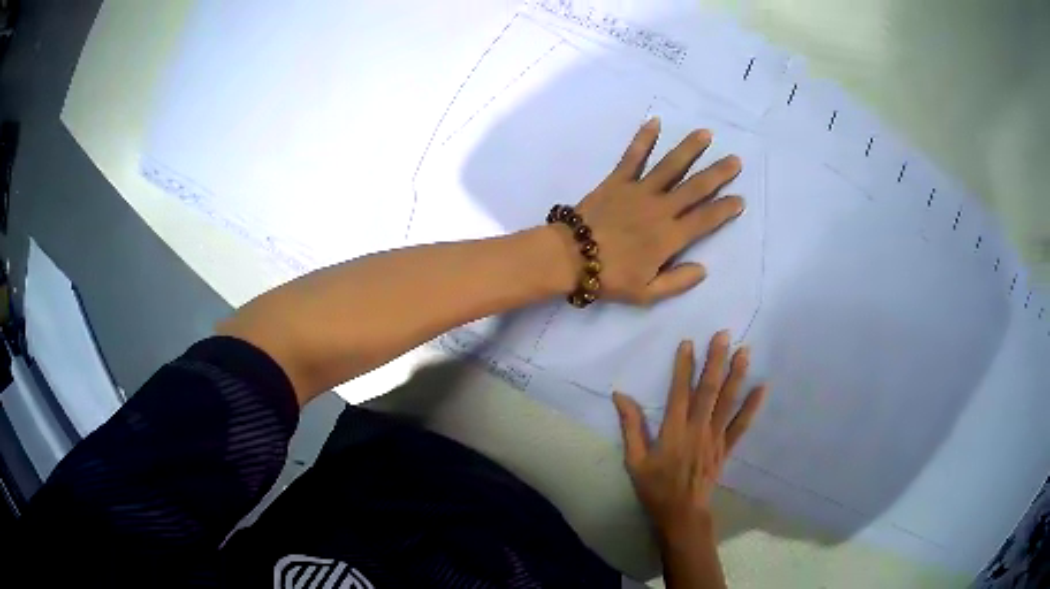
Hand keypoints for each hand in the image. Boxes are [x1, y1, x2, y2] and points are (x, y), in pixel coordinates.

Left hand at [557, 118, 744, 305]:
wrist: (570, 257)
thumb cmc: (609, 277)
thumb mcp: (646, 293)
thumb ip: (677, 281)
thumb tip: (703, 269)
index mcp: (669, 237)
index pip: (705, 219)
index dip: (725, 209)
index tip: (740, 199)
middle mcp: (660, 209)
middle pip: (695, 187)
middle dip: (718, 173)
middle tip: (735, 160)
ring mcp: (639, 191)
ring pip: (670, 166)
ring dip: (689, 149)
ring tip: (706, 134)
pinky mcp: (617, 181)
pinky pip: (633, 156)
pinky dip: (643, 138)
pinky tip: (655, 121)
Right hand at [613, 331, 766, 542]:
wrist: (682, 513)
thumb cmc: (655, 487)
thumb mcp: (634, 460)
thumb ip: (631, 427)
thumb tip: (620, 395)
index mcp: (674, 430)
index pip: (679, 392)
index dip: (684, 366)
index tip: (689, 342)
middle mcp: (698, 428)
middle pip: (709, 390)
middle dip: (716, 361)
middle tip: (724, 335)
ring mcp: (716, 438)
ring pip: (728, 402)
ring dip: (737, 375)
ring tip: (745, 351)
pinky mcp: (726, 448)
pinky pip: (742, 426)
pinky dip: (752, 407)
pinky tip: (762, 388)